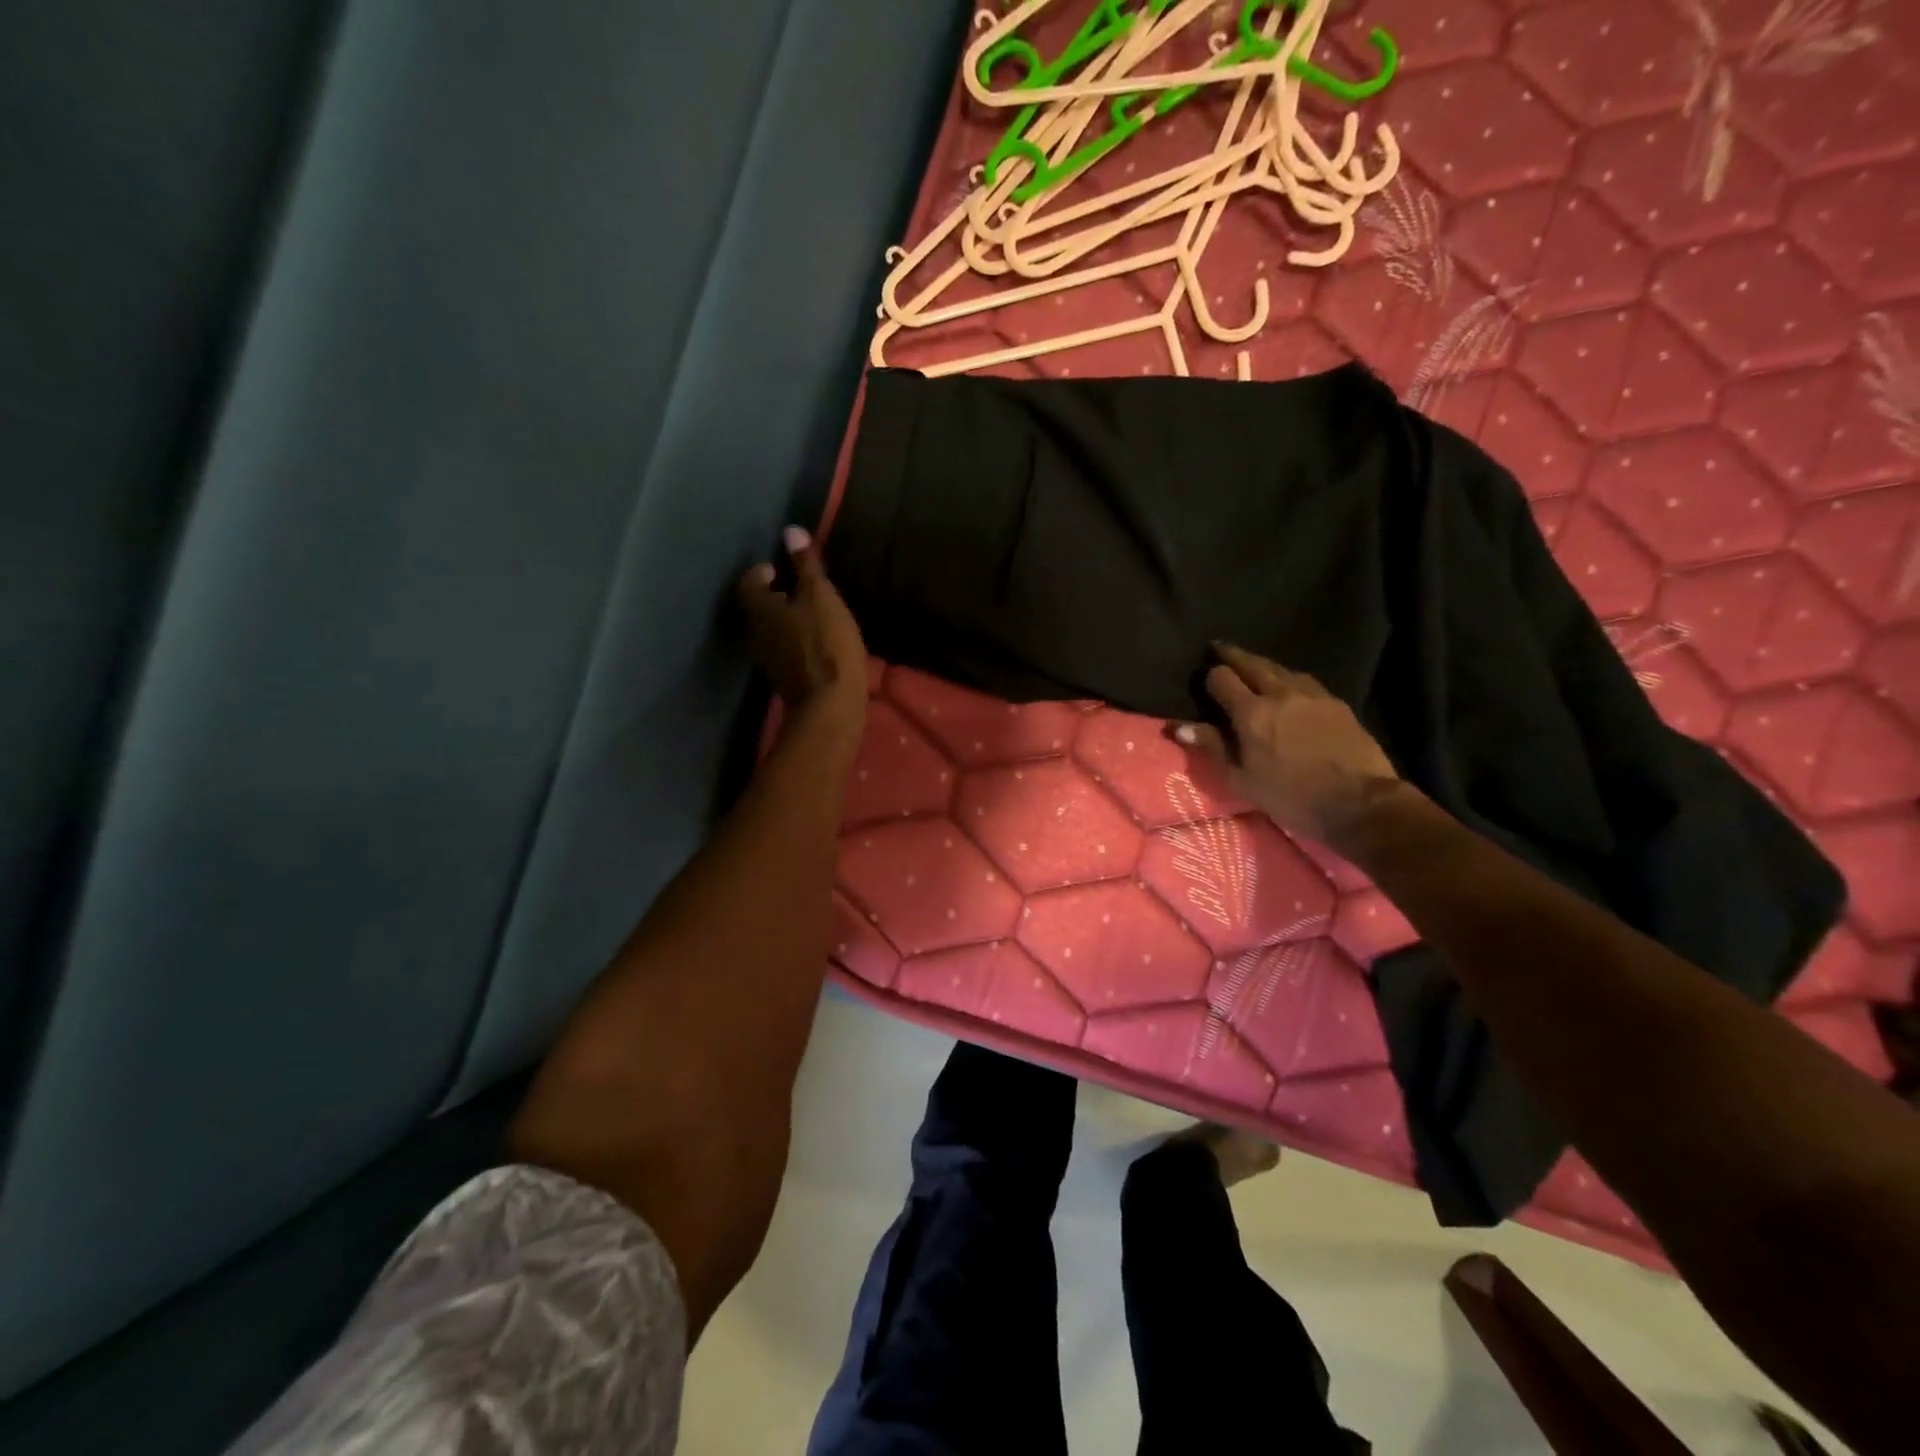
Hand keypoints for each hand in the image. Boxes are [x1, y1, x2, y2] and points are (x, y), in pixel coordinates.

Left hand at [737, 527, 866, 722]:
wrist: (830, 703)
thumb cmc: (825, 643)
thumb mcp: (821, 597)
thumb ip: (806, 565)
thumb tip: (790, 530)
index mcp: (759, 609)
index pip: (748, 583)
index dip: (760, 573)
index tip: (777, 569)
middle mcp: (754, 634)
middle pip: (756, 609)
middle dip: (772, 597)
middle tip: (793, 589)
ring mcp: (767, 660)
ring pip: (769, 631)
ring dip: (783, 621)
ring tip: (807, 614)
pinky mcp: (783, 680)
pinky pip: (783, 651)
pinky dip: (793, 641)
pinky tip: (814, 642)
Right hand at [1175, 643, 1404, 851]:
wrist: (1359, 803)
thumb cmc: (1291, 797)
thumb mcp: (1242, 780)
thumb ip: (1212, 747)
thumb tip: (1179, 726)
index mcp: (1251, 712)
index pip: (1222, 679)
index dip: (1210, 677)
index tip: (1204, 681)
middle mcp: (1279, 693)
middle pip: (1252, 663)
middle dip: (1232, 656)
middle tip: (1218, 649)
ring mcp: (1311, 695)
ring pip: (1280, 668)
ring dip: (1261, 664)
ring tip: (1252, 665)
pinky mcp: (1336, 703)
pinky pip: (1304, 680)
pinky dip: (1288, 677)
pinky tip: (1288, 684)